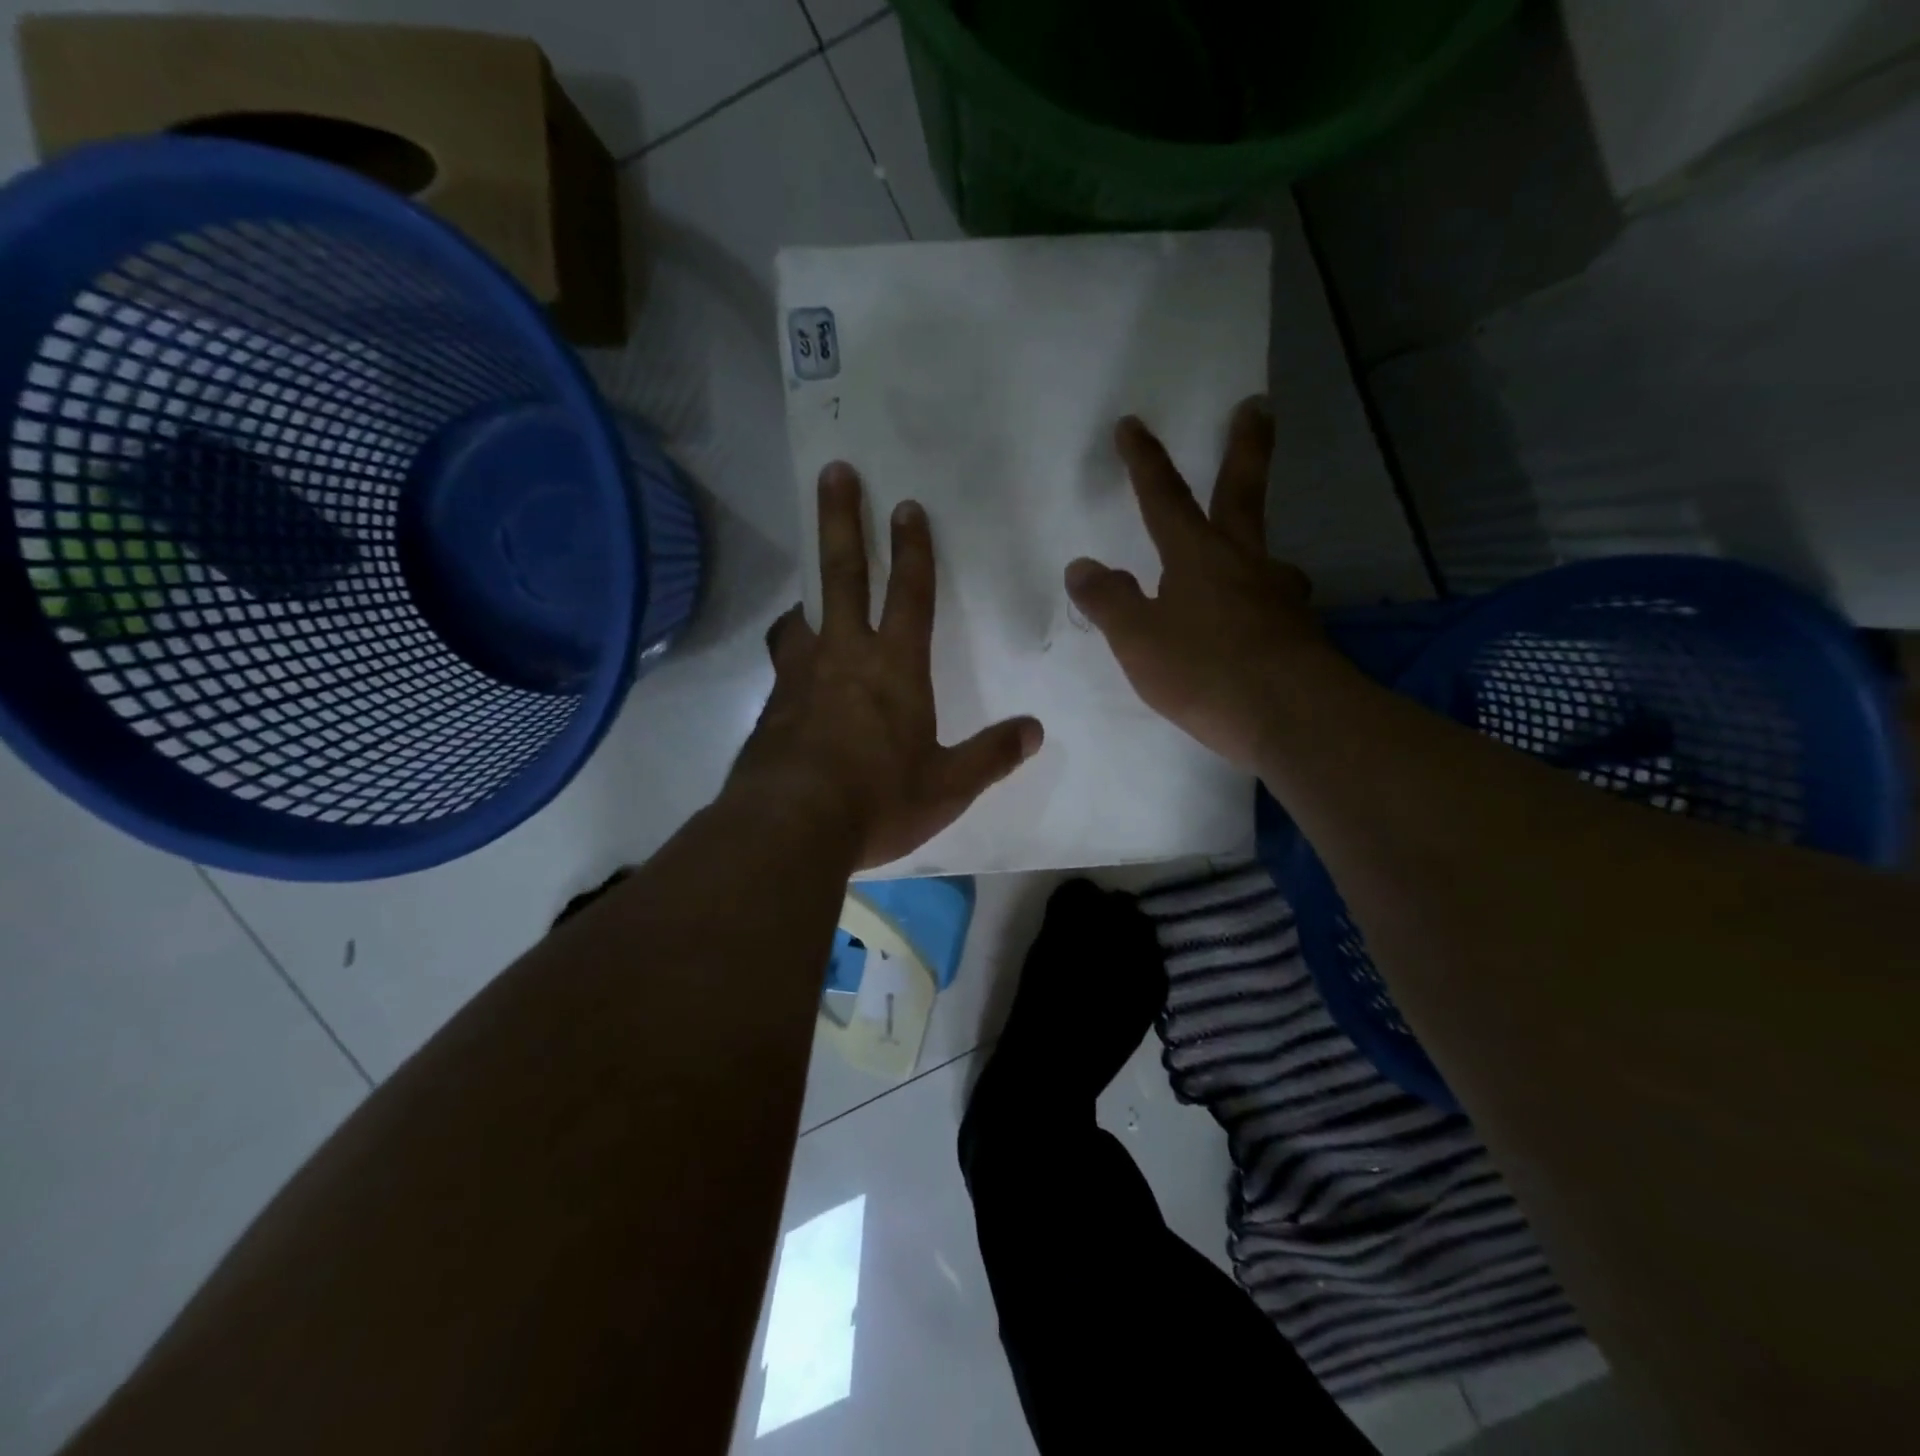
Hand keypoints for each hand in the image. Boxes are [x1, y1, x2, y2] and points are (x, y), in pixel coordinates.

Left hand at [730, 463, 1043, 869]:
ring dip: (807, 594)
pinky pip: (781, 664)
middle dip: (841, 519)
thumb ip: (992, 756)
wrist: (789, 827)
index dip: (913, 549)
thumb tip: (1034, 731)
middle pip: (842, 574)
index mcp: (895, 667)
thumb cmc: (878, 800)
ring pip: (800, 616)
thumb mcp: (948, 786)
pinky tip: (793, 674)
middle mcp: (844, 656)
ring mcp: (798, 677)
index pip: (910, 594)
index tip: (907, 505)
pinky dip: (790, 652)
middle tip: (834, 472)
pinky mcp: (770, 706)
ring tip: (807, 593)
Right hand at [1065, 399, 1325, 769]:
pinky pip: (1273, 603)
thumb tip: (1082, 565)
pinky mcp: (1299, 629)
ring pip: (1265, 555)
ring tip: (1249, 559)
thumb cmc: (1205, 671)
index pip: (1164, 497)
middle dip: (1245, 446)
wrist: (1292, 716)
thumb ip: (1109, 602)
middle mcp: (1244, 561)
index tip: (1132, 423)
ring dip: (1255, 543)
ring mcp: (1279, 593)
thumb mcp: (1138, 640)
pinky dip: (1260, 602)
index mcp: (1197, 556)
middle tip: (1257, 406)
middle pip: (1242, 492)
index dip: (1145, 461)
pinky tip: (1256, 624)